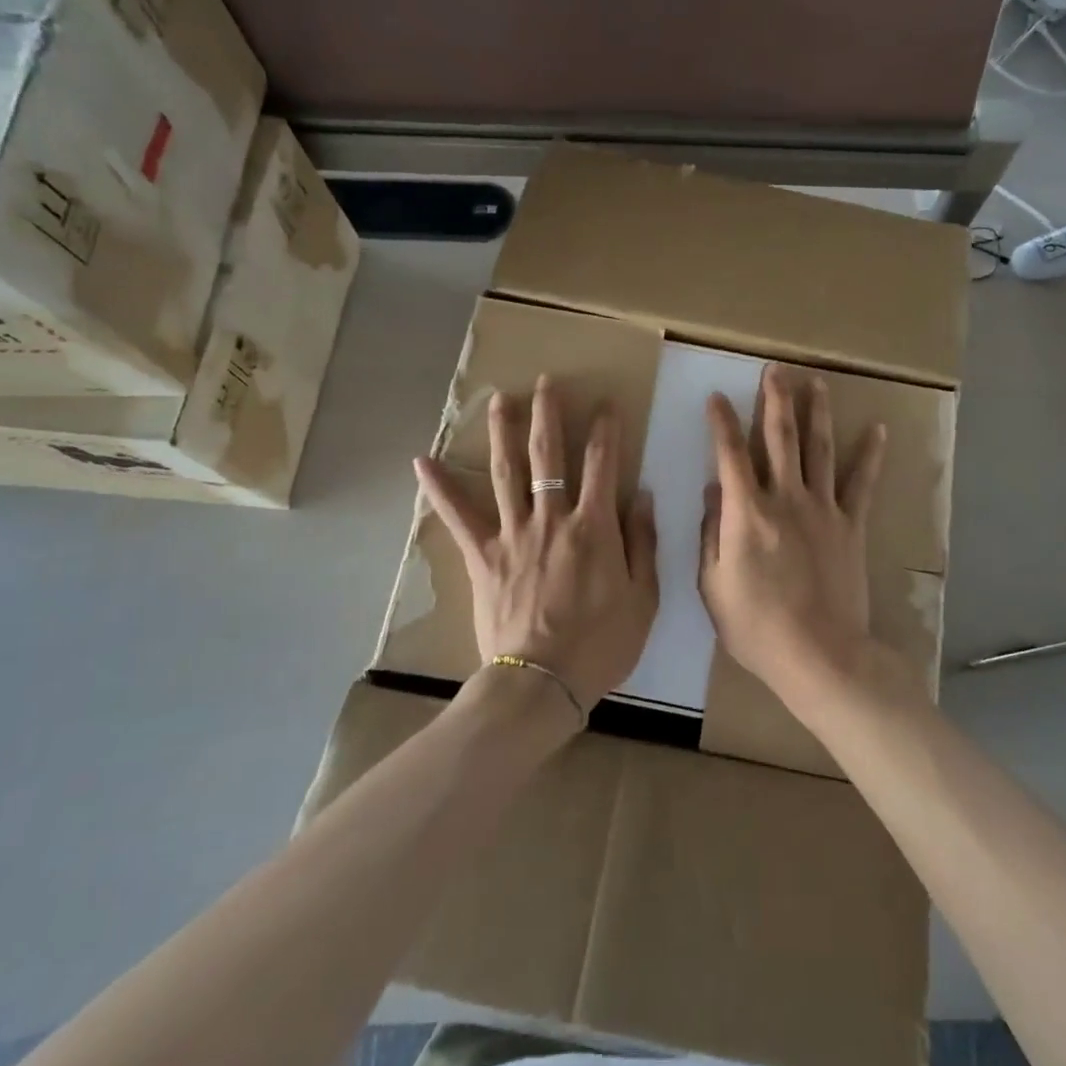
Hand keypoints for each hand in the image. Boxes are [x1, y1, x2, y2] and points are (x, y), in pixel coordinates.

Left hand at [415, 375, 657, 715]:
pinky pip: (459, 517)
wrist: (543, 683)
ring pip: (506, 471)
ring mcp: (513, 534)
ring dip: (502, 432)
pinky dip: (440, 489)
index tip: (605, 404)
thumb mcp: (643, 597)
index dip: (606, 430)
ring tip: (498, 399)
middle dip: (548, 414)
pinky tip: (422, 462)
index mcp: (594, 527)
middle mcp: (552, 518)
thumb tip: (642, 495)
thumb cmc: (601, 644)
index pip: (602, 464)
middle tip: (545, 382)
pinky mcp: (483, 556)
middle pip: (549, 455)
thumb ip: (642, 542)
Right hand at [698, 365, 886, 710]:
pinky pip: (862, 483)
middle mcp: (785, 499)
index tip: (717, 398)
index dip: (722, 423)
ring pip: (819, 449)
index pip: (730, 455)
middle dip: (775, 400)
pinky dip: (870, 455)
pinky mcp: (851, 525)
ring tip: (816, 383)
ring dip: (816, 413)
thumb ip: (711, 534)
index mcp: (746, 513)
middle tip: (775, 369)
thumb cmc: (756, 626)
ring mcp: (823, 509)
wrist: (820, 654)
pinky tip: (877, 429)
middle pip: (780, 438)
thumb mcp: (713, 585)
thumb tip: (713, 492)